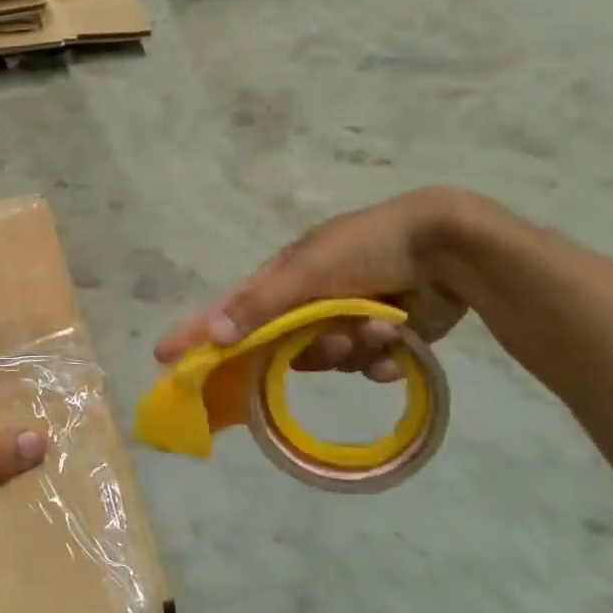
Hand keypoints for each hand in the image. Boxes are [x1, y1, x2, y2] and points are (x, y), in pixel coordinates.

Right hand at [155, 188, 474, 381]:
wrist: (449, 246)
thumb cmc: (369, 247)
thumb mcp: (308, 270)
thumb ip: (260, 304)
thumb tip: (212, 334)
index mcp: (285, 278)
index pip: (229, 311)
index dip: (198, 333)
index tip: (164, 357)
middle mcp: (309, 300)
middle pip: (283, 345)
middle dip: (311, 347)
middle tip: (333, 339)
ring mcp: (345, 318)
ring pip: (327, 358)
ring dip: (351, 349)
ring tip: (379, 327)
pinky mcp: (382, 336)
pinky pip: (365, 366)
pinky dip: (381, 359)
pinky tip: (400, 343)